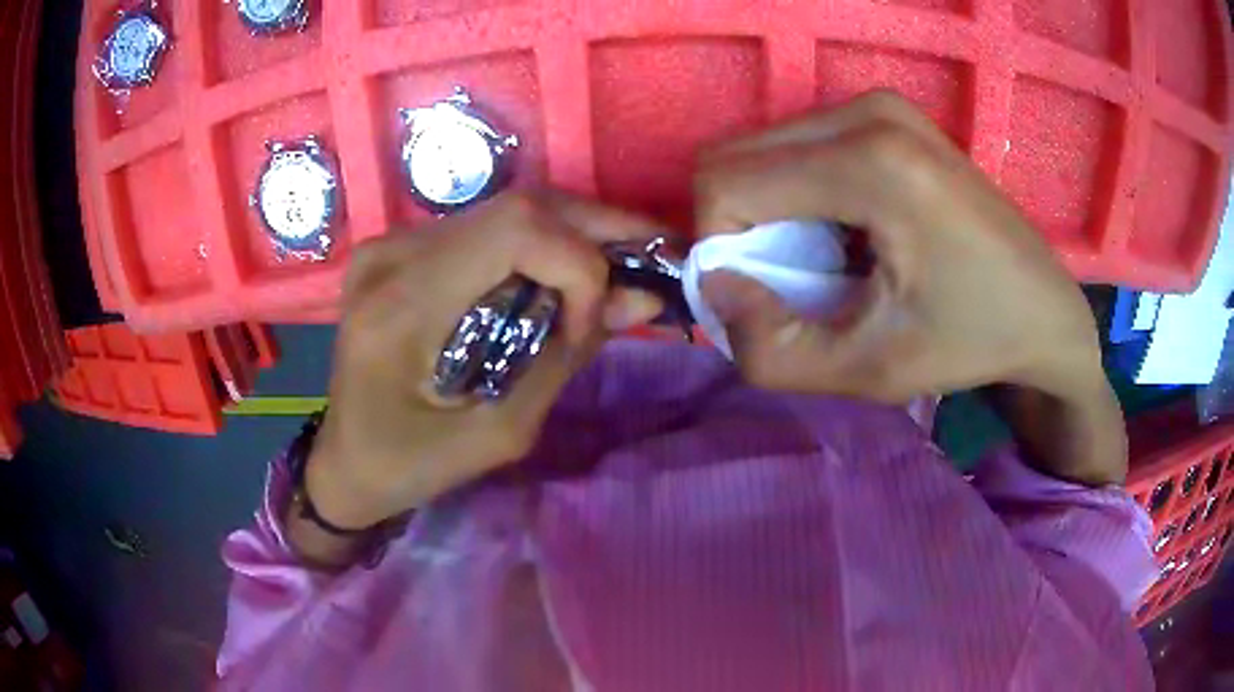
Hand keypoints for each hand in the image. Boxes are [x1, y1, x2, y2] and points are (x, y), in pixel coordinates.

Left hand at [305, 193, 664, 531]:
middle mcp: (393, 254)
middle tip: (651, 258)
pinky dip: (536, 248)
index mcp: (403, 303)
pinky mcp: (399, 250)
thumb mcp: (497, 433)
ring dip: (571, 237)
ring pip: (506, 211)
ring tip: (615, 271)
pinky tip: (561, 277)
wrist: (344, 462)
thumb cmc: (410, 466)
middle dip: (597, 230)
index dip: (579, 264)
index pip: (517, 232)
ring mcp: (391, 244)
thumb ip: (565, 358)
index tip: (594, 323)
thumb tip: (639, 298)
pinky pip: (484, 231)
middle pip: (518, 207)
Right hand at [694, 90, 1103, 403]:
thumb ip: (770, 349)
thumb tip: (714, 287)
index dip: (719, 250)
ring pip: (761, 150)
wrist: (1044, 307)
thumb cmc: (970, 342)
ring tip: (829, 263)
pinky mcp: (886, 112)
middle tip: (796, 283)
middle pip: (734, 157)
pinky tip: (847, 234)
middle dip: (740, 229)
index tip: (767, 300)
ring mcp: (879, 104)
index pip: (725, 183)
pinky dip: (797, 194)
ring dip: (768, 213)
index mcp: (871, 164)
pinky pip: (797, 146)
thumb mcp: (868, 372)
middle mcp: (868, 112)